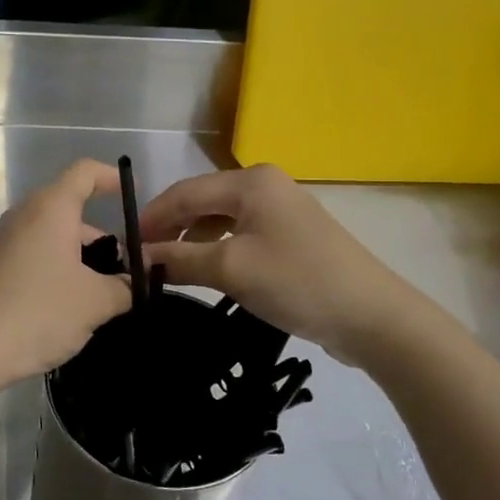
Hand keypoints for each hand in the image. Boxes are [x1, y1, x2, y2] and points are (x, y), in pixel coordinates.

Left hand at [0, 159, 132, 397]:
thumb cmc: (37, 312)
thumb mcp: (95, 302)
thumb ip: (124, 286)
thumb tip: (131, 282)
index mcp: (50, 209)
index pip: (85, 172)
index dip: (111, 178)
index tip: (132, 200)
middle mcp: (22, 216)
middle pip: (70, 212)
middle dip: (101, 240)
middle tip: (123, 277)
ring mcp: (0, 242)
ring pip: (50, 239)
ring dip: (78, 261)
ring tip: (97, 302)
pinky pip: (30, 259)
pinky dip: (52, 274)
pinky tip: (61, 313)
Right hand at [139, 164, 439, 366]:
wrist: (373, 317)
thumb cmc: (297, 282)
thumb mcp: (231, 269)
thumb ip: (179, 259)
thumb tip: (138, 257)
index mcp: (250, 182)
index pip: (184, 192)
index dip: (151, 218)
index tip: (125, 246)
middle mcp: (265, 185)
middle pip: (202, 202)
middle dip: (171, 229)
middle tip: (143, 260)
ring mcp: (281, 210)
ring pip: (220, 219)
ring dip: (193, 241)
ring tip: (169, 269)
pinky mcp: (292, 235)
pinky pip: (241, 234)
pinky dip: (218, 249)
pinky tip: (207, 271)